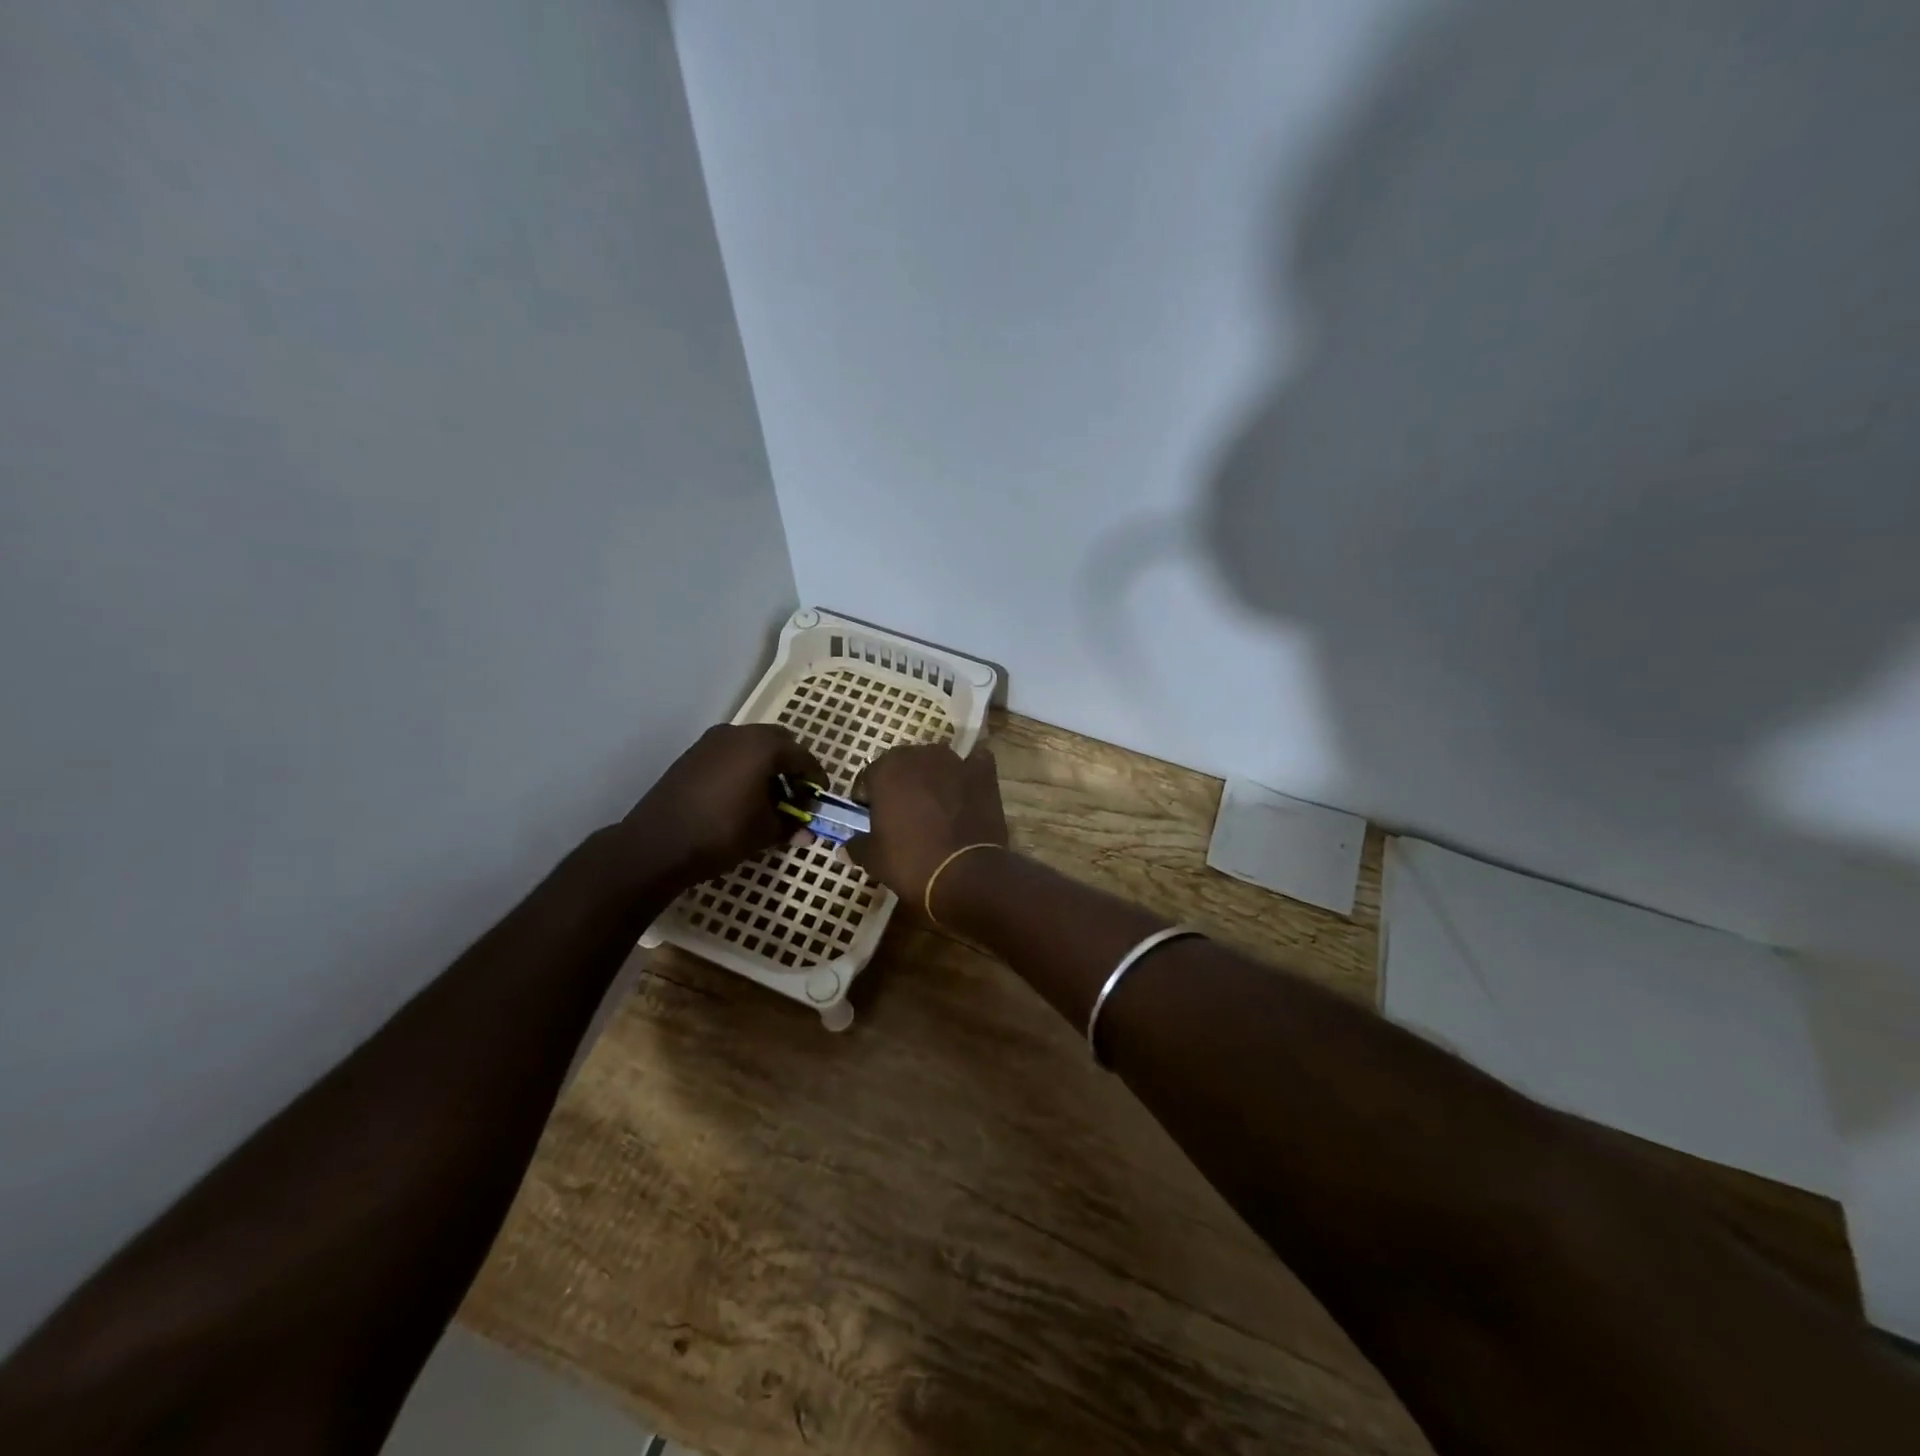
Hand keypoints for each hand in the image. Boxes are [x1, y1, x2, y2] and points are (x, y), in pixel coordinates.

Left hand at [615, 724, 825, 889]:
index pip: (803, 756)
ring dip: (767, 767)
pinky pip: (730, 754)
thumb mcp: (765, 832)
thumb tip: (807, 832)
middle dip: (792, 767)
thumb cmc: (721, 833)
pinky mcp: (692, 755)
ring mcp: (711, 742)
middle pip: (778, 743)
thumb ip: (791, 825)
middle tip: (797, 795)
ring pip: (752, 746)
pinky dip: (744, 769)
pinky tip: (742, 797)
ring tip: (770, 799)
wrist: (656, 844)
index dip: (816, 778)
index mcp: (763, 746)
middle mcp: (738, 733)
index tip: (821, 798)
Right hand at [845, 744, 1008, 905]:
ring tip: (935, 805)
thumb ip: (857, 845)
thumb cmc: (911, 863)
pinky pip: (974, 764)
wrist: (966, 874)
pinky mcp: (983, 773)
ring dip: (932, 777)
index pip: (868, 776)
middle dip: (900, 784)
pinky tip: (967, 791)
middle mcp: (919, 755)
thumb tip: (847, 847)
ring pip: (936, 762)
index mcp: (886, 770)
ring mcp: (954, 761)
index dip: (868, 798)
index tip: (871, 818)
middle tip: (903, 813)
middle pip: (903, 764)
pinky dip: (970, 773)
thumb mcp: (873, 859)